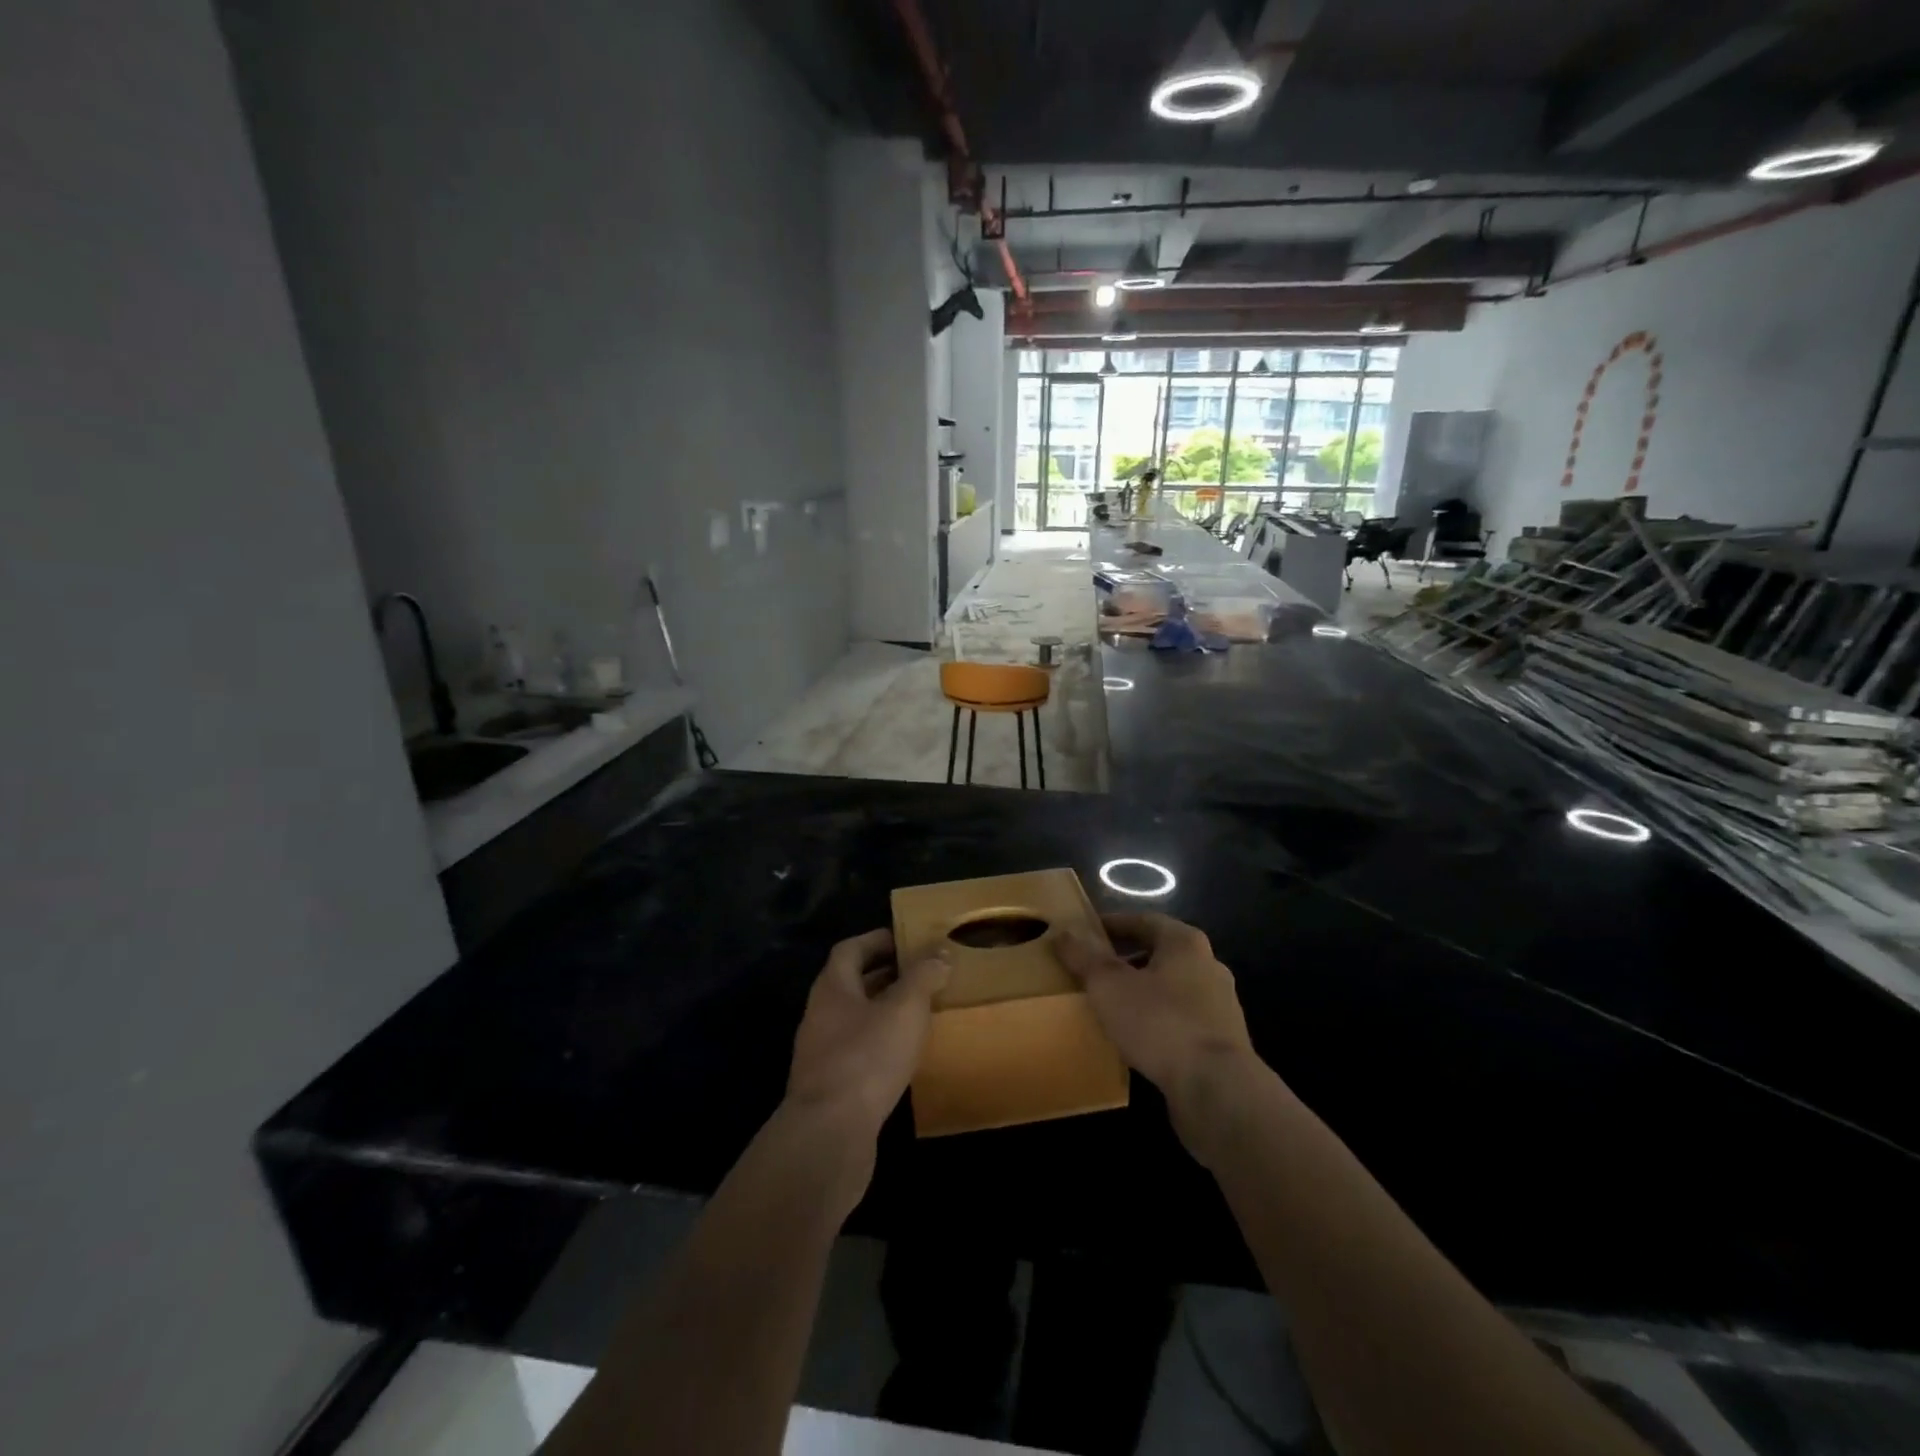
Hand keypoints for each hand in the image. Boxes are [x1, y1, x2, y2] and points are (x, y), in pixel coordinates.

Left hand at [785, 929, 949, 1141]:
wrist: (830, 1135)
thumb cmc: (867, 1058)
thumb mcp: (904, 1009)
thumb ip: (923, 976)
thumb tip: (939, 950)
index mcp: (832, 987)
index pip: (851, 949)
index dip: (878, 940)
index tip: (908, 940)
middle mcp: (821, 1014)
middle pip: (853, 983)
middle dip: (886, 975)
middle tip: (923, 973)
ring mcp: (822, 1053)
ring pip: (857, 1019)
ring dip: (886, 1011)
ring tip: (922, 1011)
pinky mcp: (832, 1087)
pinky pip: (860, 1052)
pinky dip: (883, 1044)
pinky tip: (907, 1054)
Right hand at [1053, 912, 1259, 1156]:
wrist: (1217, 1089)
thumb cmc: (1160, 1022)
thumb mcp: (1110, 985)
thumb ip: (1085, 956)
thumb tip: (1064, 931)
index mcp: (1185, 943)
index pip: (1144, 920)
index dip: (1112, 924)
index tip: (1085, 933)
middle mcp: (1208, 966)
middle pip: (1159, 953)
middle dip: (1126, 958)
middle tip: (1092, 968)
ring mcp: (1220, 1005)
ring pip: (1171, 987)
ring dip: (1142, 991)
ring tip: (1109, 1004)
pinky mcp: (1222, 1042)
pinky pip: (1180, 1019)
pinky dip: (1156, 1019)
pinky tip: (1135, 1036)